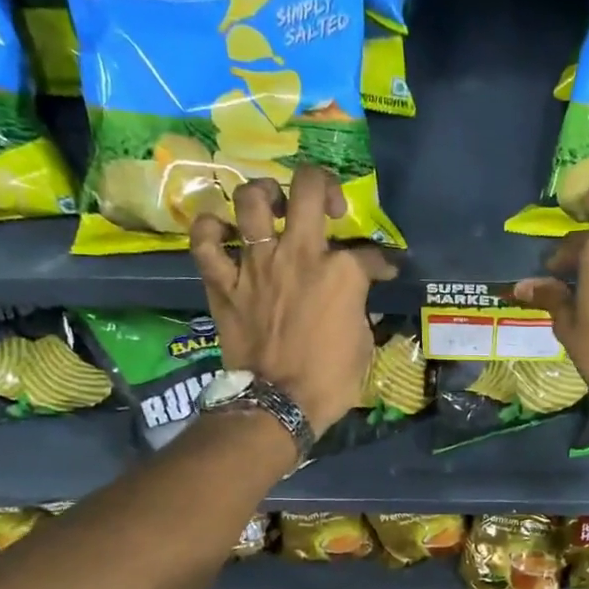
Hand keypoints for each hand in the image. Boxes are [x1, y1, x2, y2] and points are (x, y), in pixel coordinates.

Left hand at [189, 166, 395, 433]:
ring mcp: (256, 264)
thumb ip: (359, 307)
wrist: (279, 404)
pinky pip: (205, 242)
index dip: (381, 261)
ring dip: (264, 194)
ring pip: (251, 200)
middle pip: (307, 187)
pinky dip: (210, 231)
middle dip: (322, 184)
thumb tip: (356, 296)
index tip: (383, 270)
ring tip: (273, 207)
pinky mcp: (224, 283)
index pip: (369, 253)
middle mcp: (298, 254)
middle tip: (326, 205)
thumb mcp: (363, 343)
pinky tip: (223, 233)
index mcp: (341, 272)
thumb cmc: (330, 380)